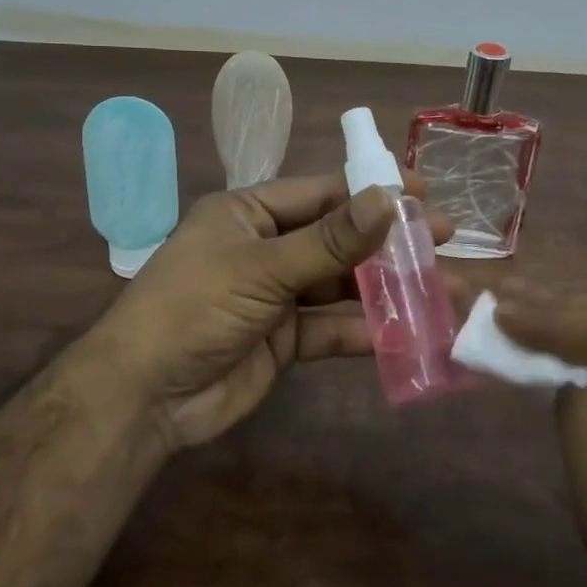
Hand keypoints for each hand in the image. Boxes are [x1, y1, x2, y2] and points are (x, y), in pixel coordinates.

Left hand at [87, 172, 452, 450]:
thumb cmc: (194, 307)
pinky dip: (363, 331)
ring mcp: (275, 296)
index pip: (320, 192)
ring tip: (440, 289)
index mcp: (249, 213)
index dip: (370, 190)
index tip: (421, 190)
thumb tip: (388, 198)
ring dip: (385, 289)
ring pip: (340, 285)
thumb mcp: (261, 267)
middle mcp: (265, 248)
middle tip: (443, 239)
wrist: (144, 396)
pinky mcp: (283, 341)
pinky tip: (404, 334)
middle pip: (337, 238)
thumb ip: (329, 240)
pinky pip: (330, 329)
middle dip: (387, 241)